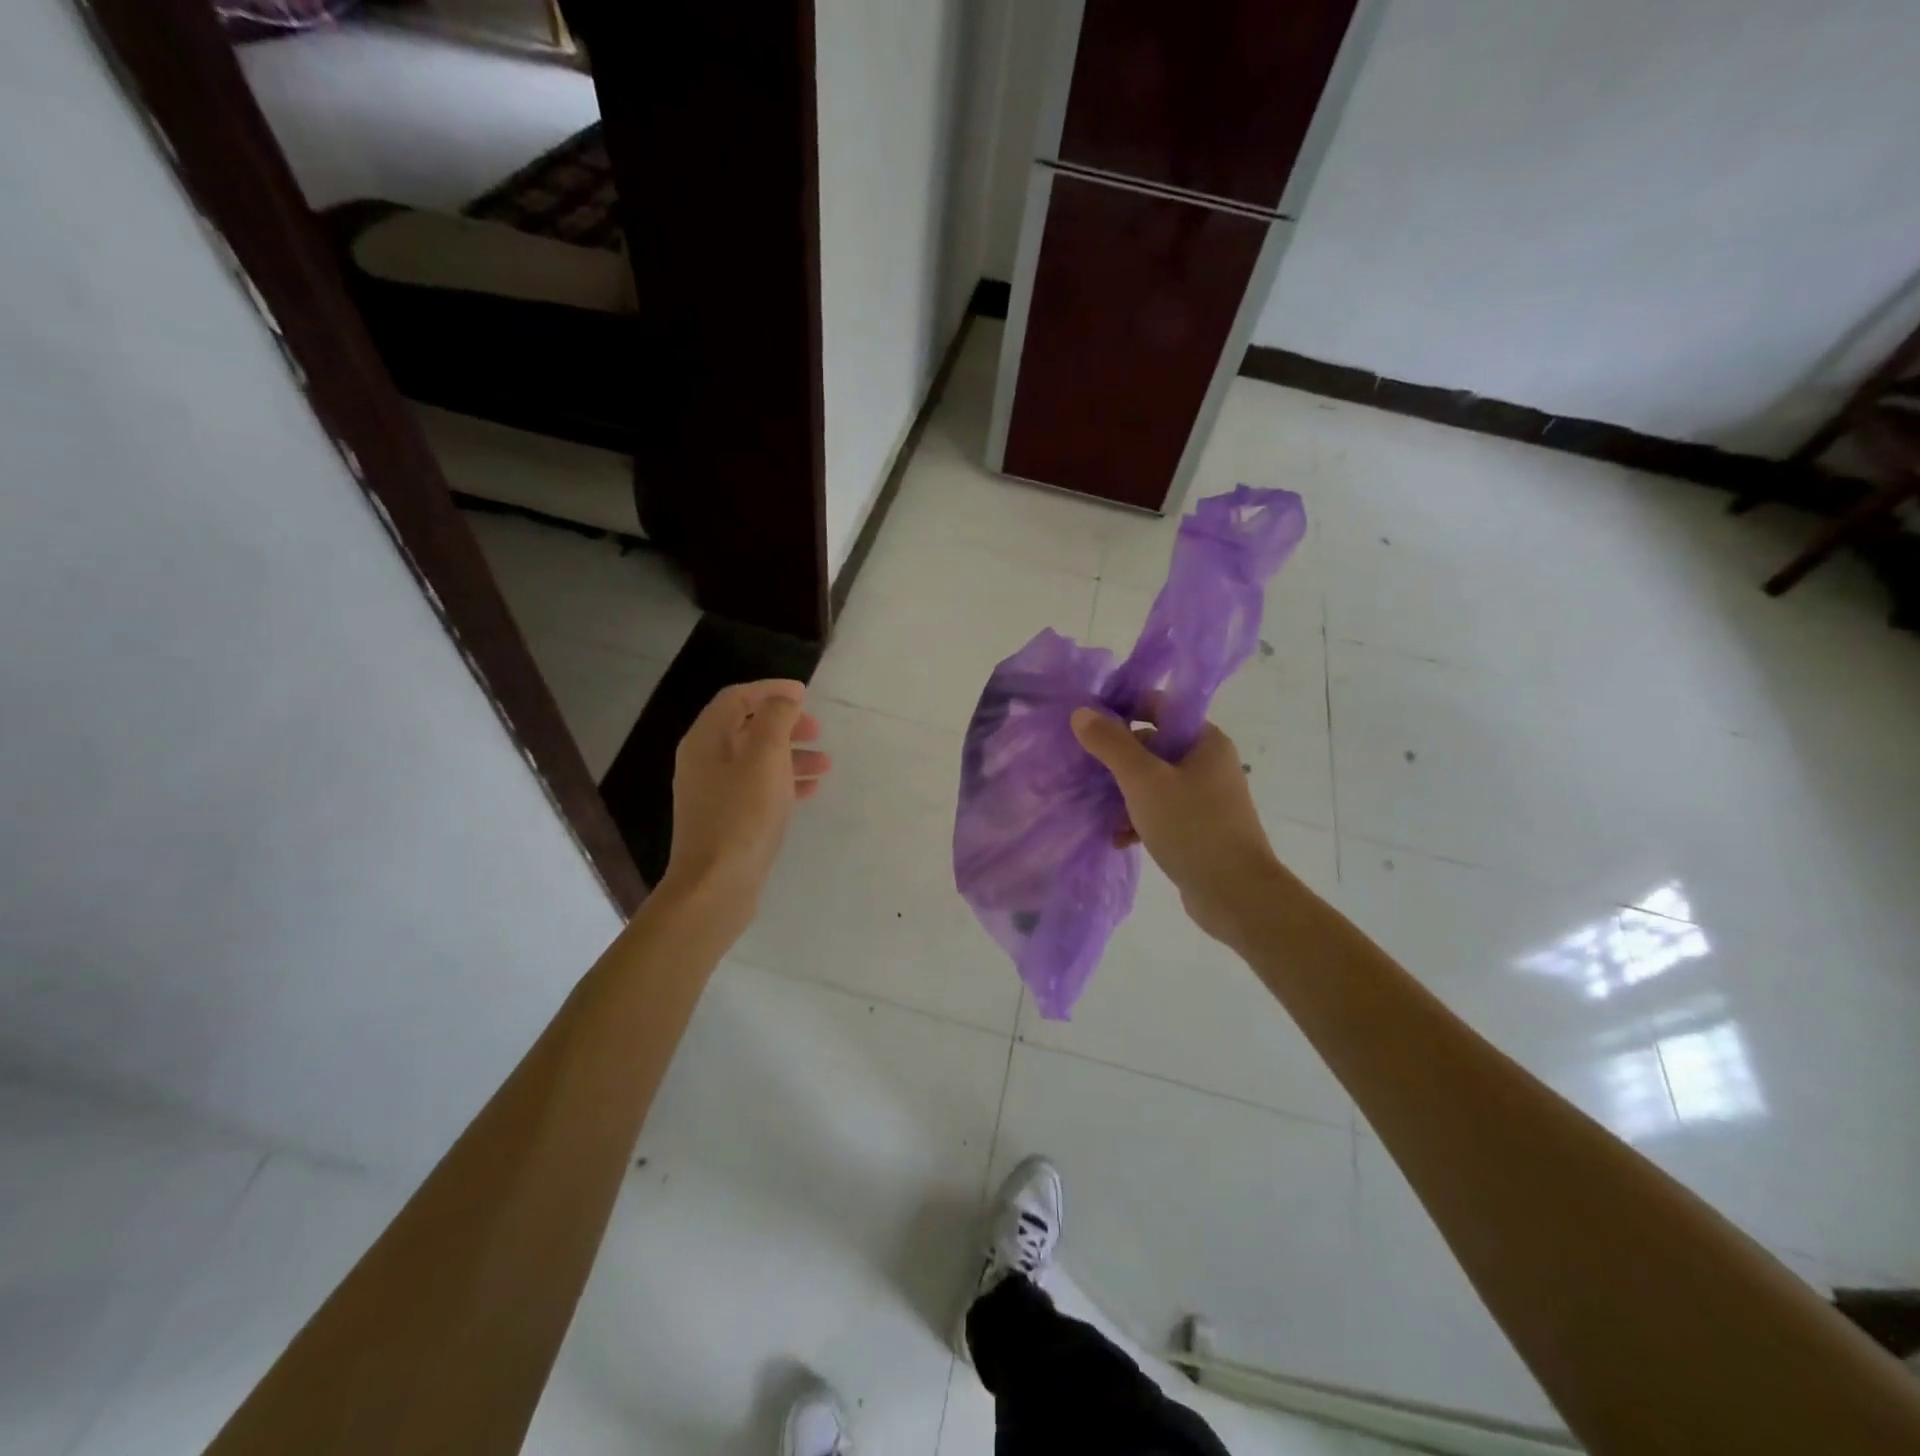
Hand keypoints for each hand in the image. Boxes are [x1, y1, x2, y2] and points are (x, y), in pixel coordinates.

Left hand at [659, 680, 829, 929]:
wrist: (716, 886)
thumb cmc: (742, 816)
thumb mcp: (765, 758)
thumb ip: (776, 719)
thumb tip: (784, 698)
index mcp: (706, 740)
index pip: (736, 698)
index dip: (770, 690)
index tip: (805, 694)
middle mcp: (704, 761)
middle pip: (746, 728)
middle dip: (784, 724)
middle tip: (817, 730)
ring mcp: (713, 793)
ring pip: (756, 760)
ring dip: (791, 755)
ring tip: (825, 764)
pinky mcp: (726, 819)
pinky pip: (758, 788)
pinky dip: (784, 782)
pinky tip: (810, 790)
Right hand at [1070, 708, 1280, 946]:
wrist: (1236, 894)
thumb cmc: (1191, 827)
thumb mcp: (1144, 781)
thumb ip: (1111, 744)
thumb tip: (1082, 712)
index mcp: (1204, 741)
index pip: (1159, 707)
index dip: (1123, 709)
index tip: (1089, 725)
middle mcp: (1208, 763)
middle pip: (1152, 746)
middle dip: (1117, 761)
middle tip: (1086, 772)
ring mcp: (1206, 797)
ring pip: (1153, 782)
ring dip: (1123, 795)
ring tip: (1100, 812)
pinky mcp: (1199, 828)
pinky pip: (1161, 812)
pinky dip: (1138, 820)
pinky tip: (1119, 839)